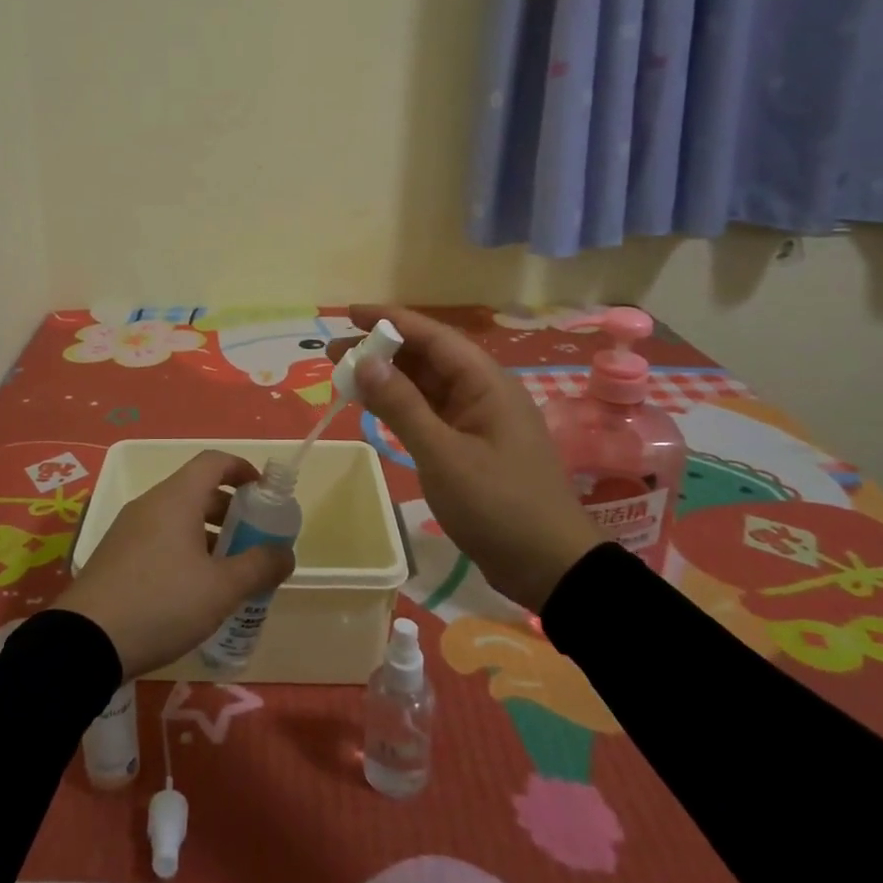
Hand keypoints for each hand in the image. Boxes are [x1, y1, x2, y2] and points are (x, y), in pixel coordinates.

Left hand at [53, 450, 295, 678]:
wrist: (86, 641)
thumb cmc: (162, 603)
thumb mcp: (221, 589)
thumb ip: (259, 567)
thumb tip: (286, 553)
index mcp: (176, 498)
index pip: (213, 462)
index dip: (242, 469)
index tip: (264, 492)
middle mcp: (150, 504)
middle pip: (196, 490)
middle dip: (229, 510)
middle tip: (252, 539)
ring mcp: (128, 528)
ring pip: (177, 516)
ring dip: (206, 533)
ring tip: (228, 570)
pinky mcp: (115, 555)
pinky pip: (158, 537)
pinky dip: (183, 549)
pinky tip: (192, 589)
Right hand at [347, 305, 597, 610]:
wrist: (549, 567)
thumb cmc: (498, 506)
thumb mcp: (443, 455)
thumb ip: (401, 406)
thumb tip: (365, 361)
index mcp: (485, 383)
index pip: (432, 336)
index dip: (390, 321)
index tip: (349, 314)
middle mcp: (482, 392)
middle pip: (426, 358)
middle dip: (381, 350)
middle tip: (333, 354)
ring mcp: (478, 420)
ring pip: (426, 386)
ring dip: (388, 379)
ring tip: (344, 376)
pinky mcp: (471, 445)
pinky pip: (430, 411)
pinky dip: (401, 406)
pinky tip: (374, 406)